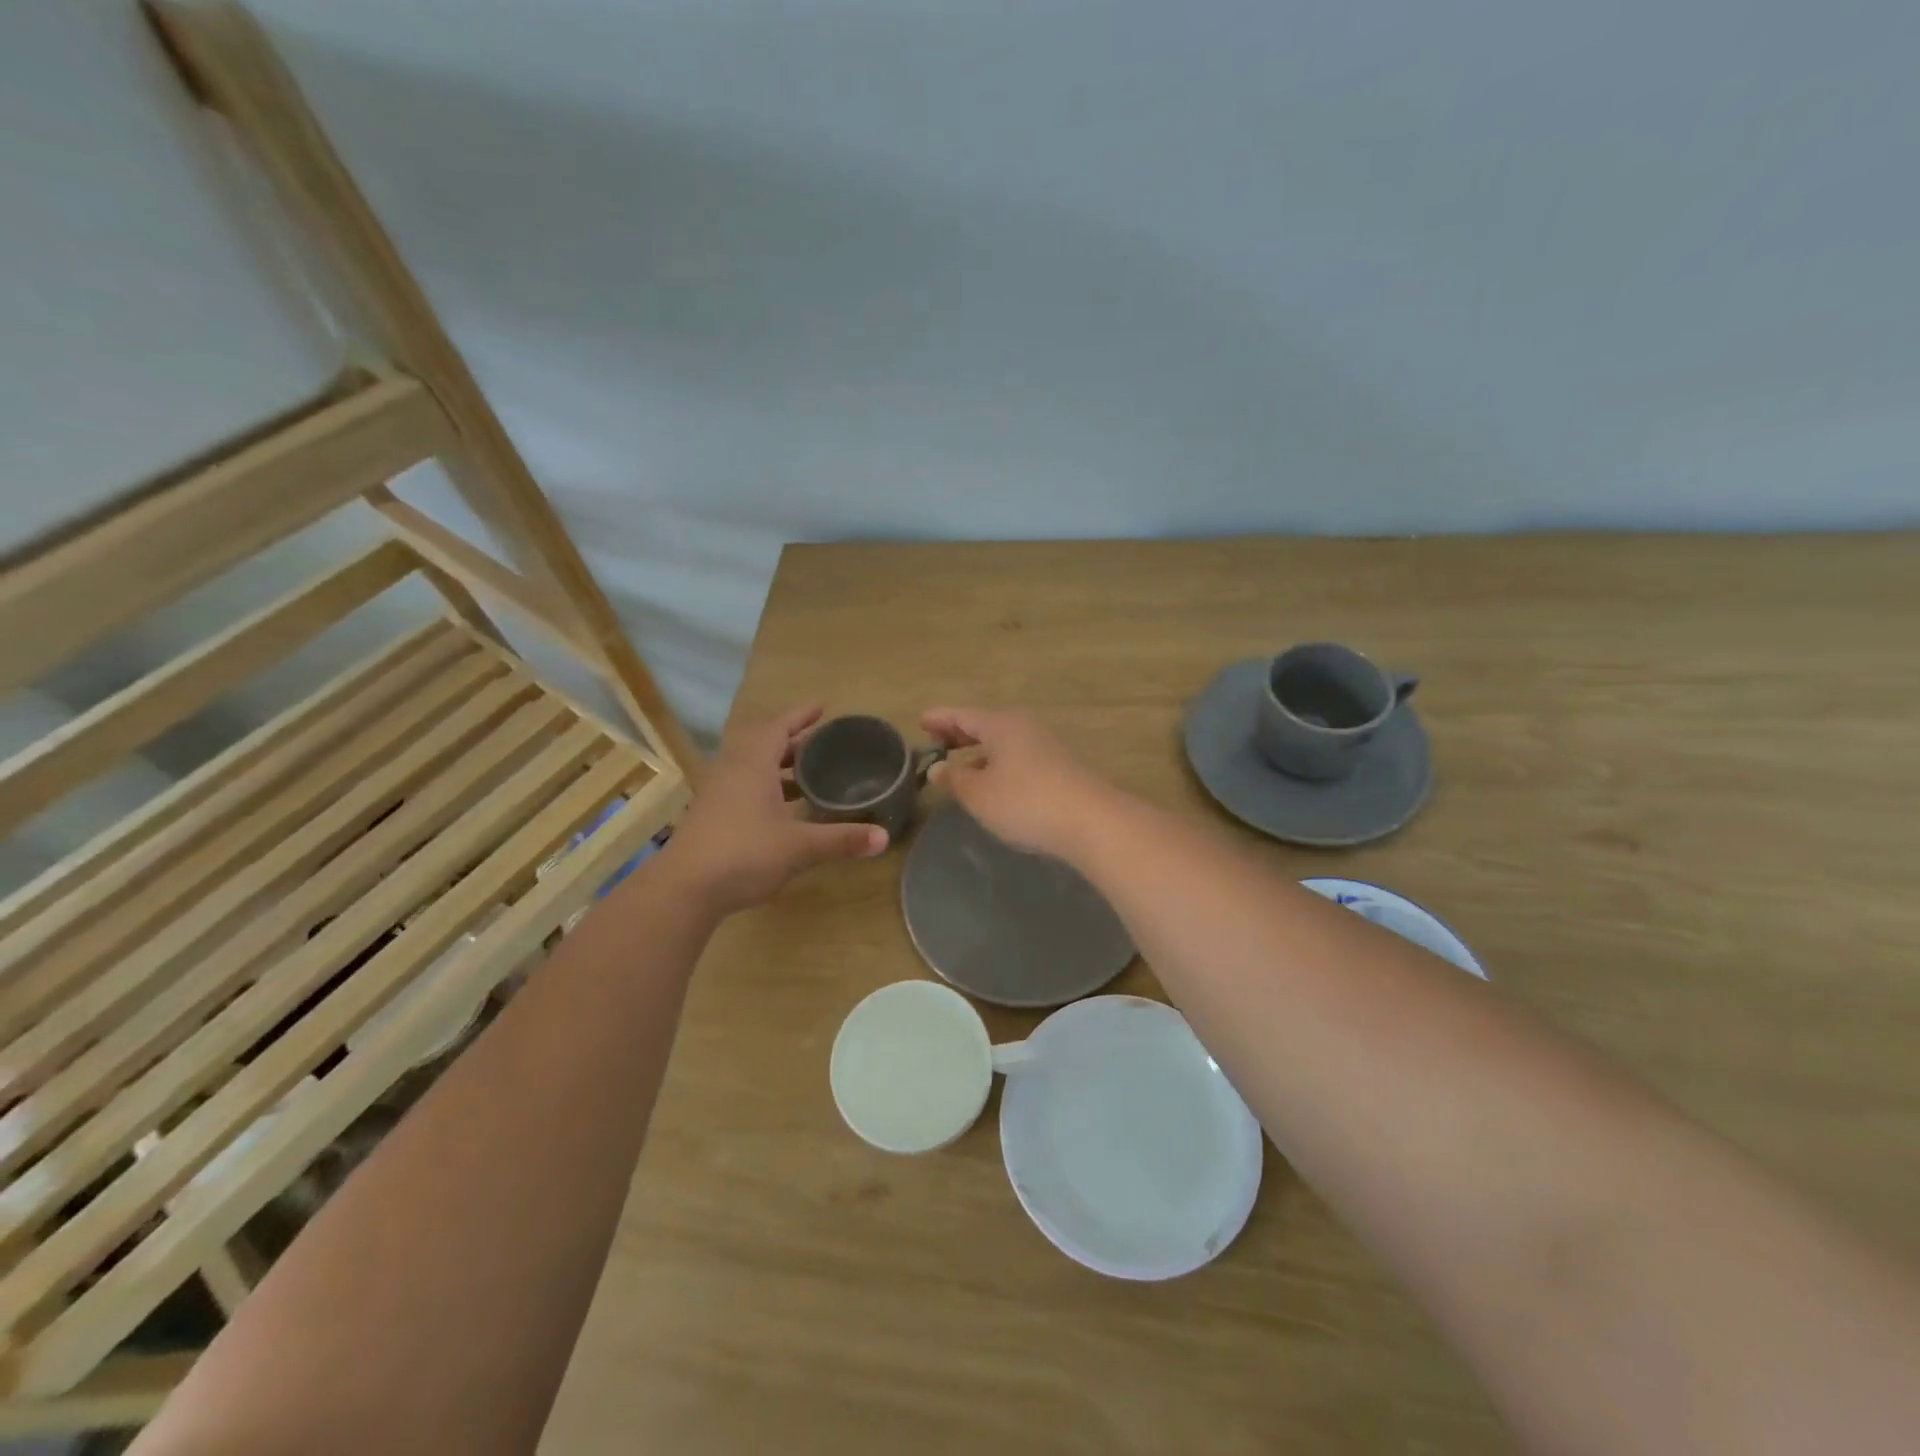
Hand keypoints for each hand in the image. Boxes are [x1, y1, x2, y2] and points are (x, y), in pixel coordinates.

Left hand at [664, 704, 886, 912]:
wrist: (684, 889)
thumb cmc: (744, 854)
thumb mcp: (799, 846)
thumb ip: (841, 839)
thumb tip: (884, 838)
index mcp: (752, 764)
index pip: (778, 727)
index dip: (800, 715)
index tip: (822, 706)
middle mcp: (733, 770)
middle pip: (763, 743)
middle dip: (793, 740)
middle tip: (822, 742)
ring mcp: (718, 793)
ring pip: (751, 766)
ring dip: (778, 765)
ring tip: (808, 773)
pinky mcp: (711, 816)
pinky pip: (743, 786)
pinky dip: (766, 786)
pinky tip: (783, 808)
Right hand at [919, 707, 1112, 859]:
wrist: (1090, 821)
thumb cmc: (1025, 802)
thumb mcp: (979, 794)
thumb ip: (955, 779)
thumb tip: (938, 768)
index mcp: (1001, 725)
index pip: (962, 715)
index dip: (940, 719)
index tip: (921, 721)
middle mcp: (1024, 727)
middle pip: (985, 725)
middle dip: (960, 733)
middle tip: (937, 740)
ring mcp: (1045, 746)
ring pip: (1003, 742)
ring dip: (980, 751)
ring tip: (961, 766)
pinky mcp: (1059, 767)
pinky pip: (1018, 757)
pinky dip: (999, 763)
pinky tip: (994, 784)